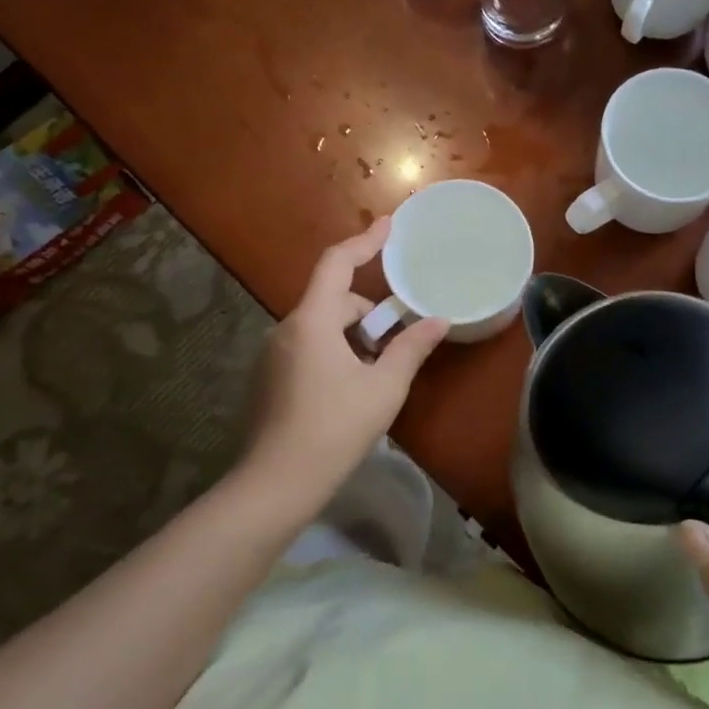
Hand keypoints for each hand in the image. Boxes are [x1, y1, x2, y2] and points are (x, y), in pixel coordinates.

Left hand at [244, 218, 447, 502]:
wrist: (276, 484)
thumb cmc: (335, 428)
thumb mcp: (384, 387)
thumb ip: (411, 348)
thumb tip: (439, 320)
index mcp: (312, 321)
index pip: (337, 263)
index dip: (365, 241)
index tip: (389, 225)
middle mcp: (286, 329)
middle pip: (334, 301)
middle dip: (369, 314)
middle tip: (397, 344)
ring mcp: (273, 355)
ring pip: (321, 327)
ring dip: (352, 337)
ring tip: (377, 373)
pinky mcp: (269, 379)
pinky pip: (308, 348)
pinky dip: (334, 353)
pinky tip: (350, 390)